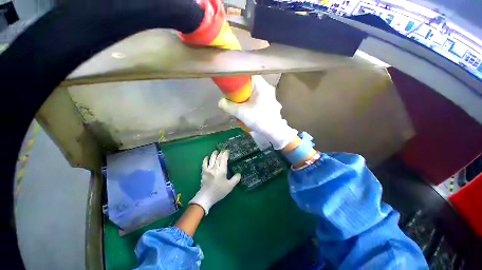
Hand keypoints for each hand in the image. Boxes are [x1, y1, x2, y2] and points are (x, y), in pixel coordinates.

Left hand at [190, 150, 240, 214]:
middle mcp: (215, 168)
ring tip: (216, 151)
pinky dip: (206, 159)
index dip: (226, 153)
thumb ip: (235, 179)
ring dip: (214, 154)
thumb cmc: (219, 191)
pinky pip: (204, 163)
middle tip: (223, 151)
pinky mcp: (203, 172)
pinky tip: (207, 157)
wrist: (206, 197)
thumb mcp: (230, 186)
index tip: (227, 151)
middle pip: (218, 157)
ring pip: (211, 158)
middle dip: (221, 153)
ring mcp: (208, 169)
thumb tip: (239, 173)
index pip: (224, 159)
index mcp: (222, 170)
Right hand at [218, 75, 297, 149]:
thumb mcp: (241, 113)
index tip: (232, 86)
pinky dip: (252, 102)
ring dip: (247, 98)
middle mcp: (268, 89)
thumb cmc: (259, 119)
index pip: (249, 75)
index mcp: (262, 86)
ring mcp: (270, 97)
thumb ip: (229, 106)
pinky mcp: (270, 104)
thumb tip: (220, 102)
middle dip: (242, 91)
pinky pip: (259, 99)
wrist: (274, 132)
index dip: (239, 79)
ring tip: (241, 105)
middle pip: (251, 85)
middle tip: (235, 98)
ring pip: (255, 93)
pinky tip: (249, 110)